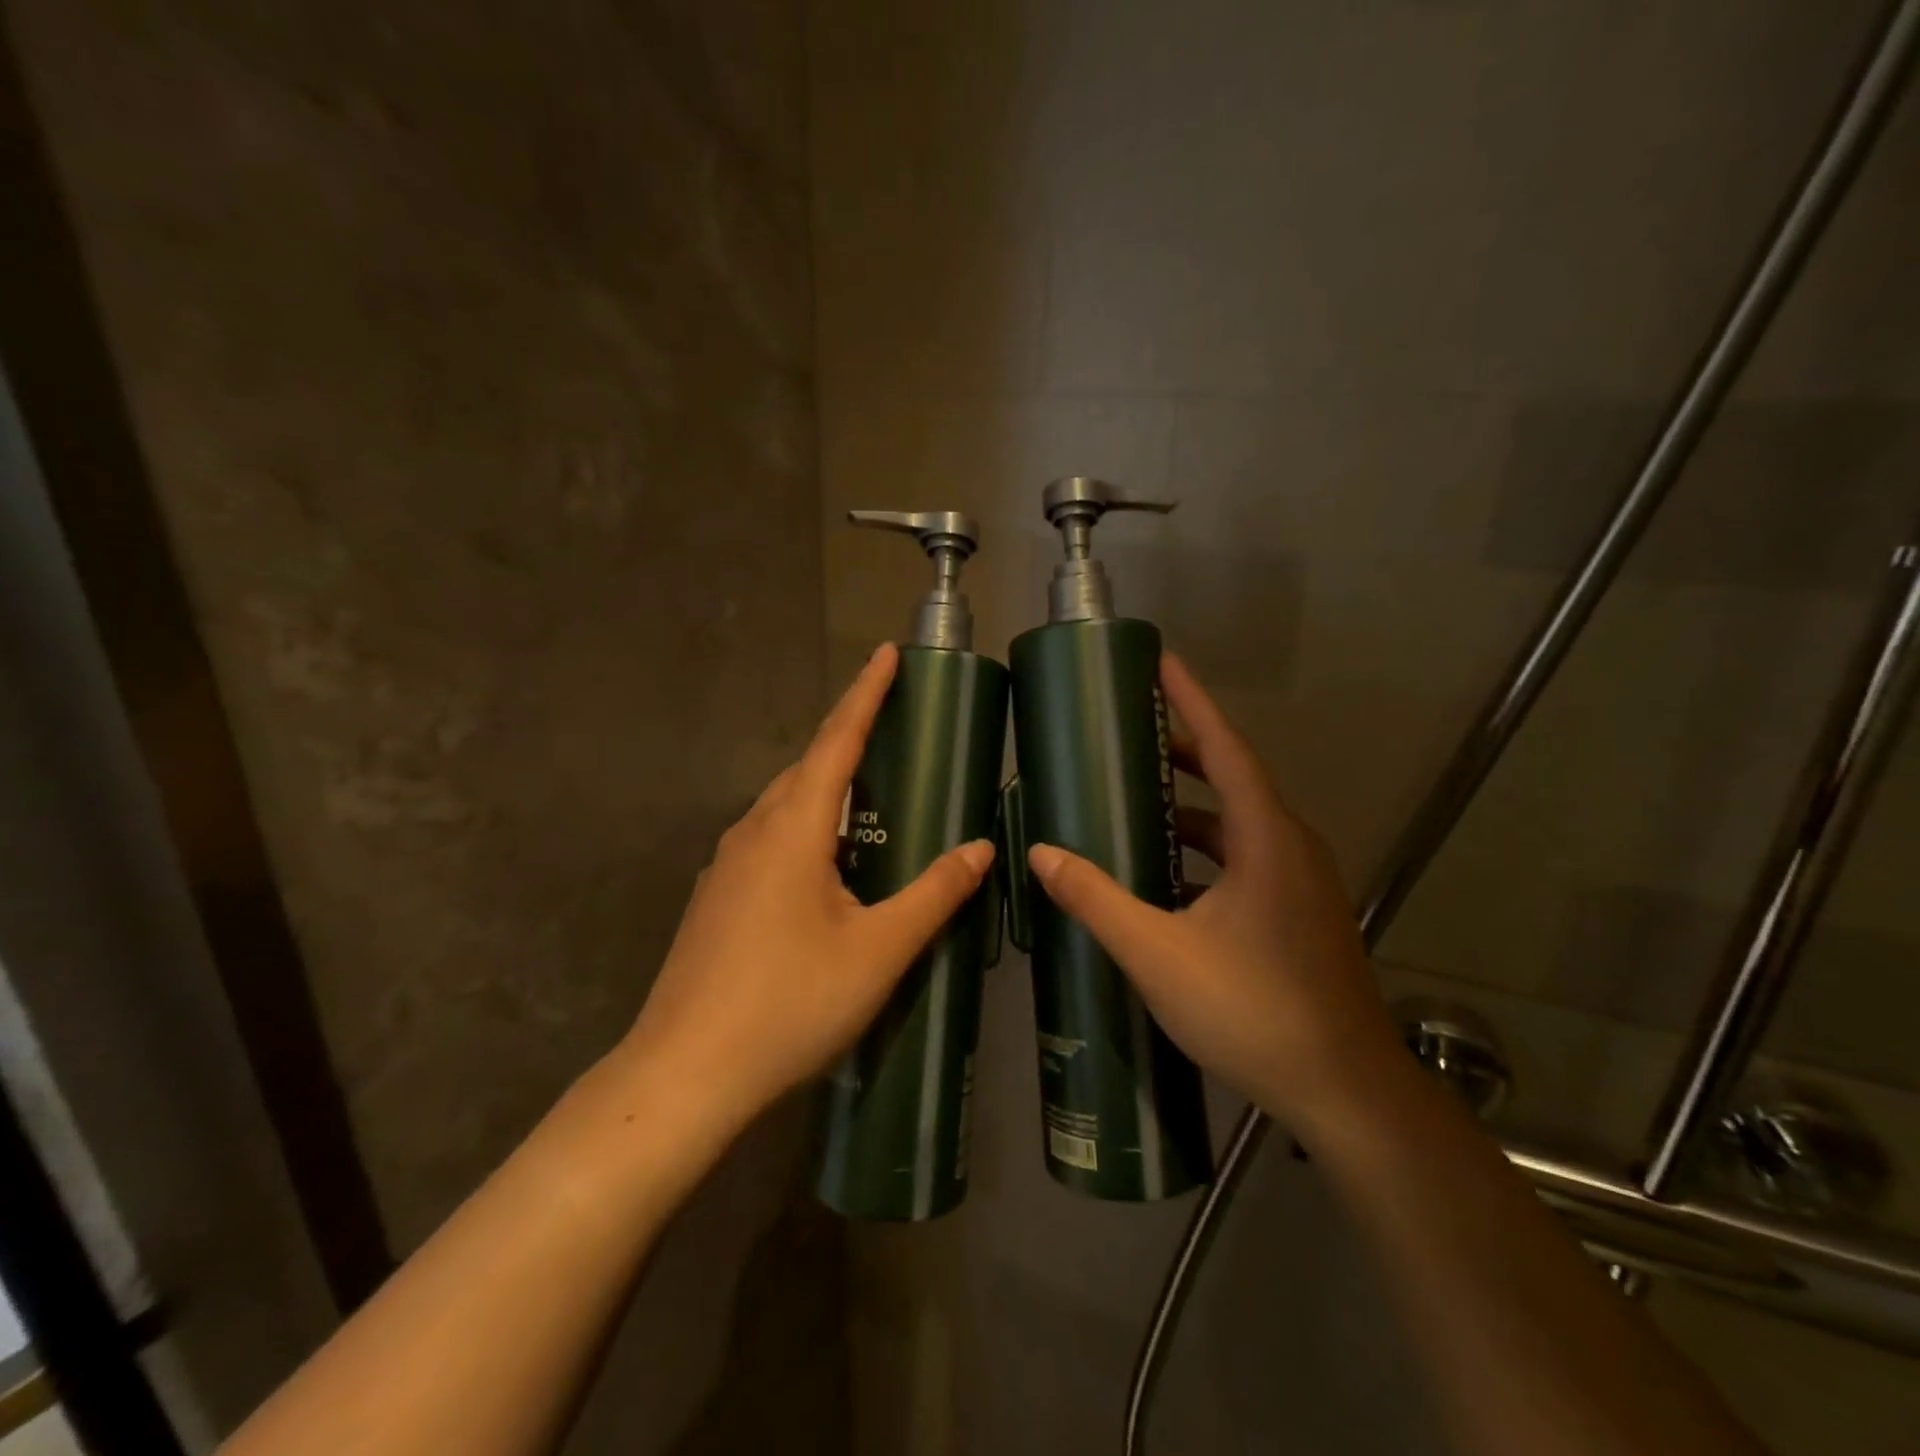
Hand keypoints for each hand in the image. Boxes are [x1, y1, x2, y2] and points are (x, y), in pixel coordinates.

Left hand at [623, 643, 995, 1139]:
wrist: (683, 1074)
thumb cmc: (789, 1004)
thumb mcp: (878, 950)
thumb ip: (933, 894)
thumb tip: (979, 848)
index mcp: (793, 828)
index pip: (837, 740)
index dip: (866, 693)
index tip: (886, 652)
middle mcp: (753, 832)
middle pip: (807, 766)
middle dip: (848, 734)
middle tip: (892, 721)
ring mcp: (727, 865)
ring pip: (785, 804)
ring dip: (825, 782)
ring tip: (869, 787)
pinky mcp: (717, 897)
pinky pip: (769, 837)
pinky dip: (806, 824)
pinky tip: (826, 860)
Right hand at [1025, 654, 1399, 1132]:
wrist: (1345, 1093)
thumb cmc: (1253, 1011)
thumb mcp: (1159, 953)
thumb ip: (1097, 900)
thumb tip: (1040, 855)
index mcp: (1266, 839)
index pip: (1226, 748)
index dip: (1192, 701)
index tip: (1161, 662)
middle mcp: (1289, 847)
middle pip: (1234, 778)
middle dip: (1183, 749)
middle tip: (1129, 733)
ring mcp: (1300, 882)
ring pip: (1240, 823)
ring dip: (1192, 804)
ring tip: (1137, 797)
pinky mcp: (1299, 913)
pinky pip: (1246, 857)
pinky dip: (1205, 848)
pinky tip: (1167, 873)